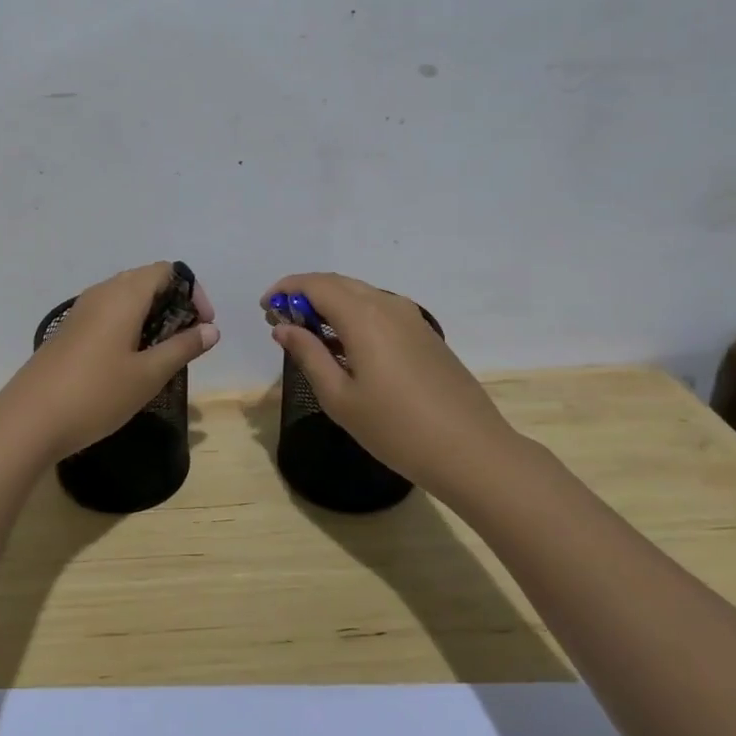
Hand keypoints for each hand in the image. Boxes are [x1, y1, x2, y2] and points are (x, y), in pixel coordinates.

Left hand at [0, 263, 219, 464]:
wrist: (29, 420)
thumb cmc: (96, 394)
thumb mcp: (148, 375)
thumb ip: (182, 348)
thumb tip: (211, 329)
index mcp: (123, 295)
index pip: (166, 270)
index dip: (192, 291)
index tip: (203, 325)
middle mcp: (101, 293)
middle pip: (145, 280)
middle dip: (173, 303)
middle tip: (187, 340)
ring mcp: (80, 311)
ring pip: (125, 298)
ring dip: (151, 316)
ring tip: (163, 352)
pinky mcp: (69, 331)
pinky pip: (108, 314)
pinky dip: (129, 326)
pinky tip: (131, 361)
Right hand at [262, 272, 524, 495]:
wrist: (471, 451)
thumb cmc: (396, 429)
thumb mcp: (340, 397)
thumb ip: (308, 355)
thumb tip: (283, 327)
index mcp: (363, 316)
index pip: (315, 284)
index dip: (285, 289)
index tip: (264, 308)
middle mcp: (388, 305)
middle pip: (338, 283)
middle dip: (305, 294)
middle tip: (281, 320)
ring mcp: (412, 318)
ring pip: (361, 294)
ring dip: (330, 304)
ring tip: (308, 334)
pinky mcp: (425, 334)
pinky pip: (380, 310)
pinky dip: (353, 315)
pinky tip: (345, 346)